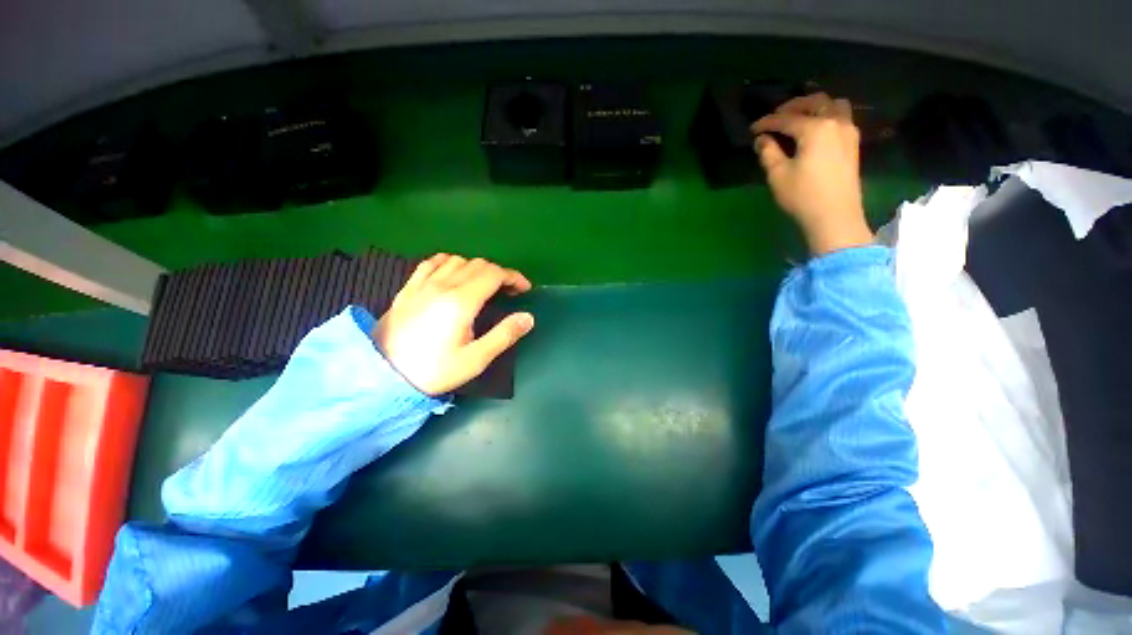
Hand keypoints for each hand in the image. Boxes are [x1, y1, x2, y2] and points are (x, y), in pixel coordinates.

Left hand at [373, 254, 533, 395]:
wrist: (383, 375)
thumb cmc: (434, 370)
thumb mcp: (475, 359)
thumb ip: (504, 335)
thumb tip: (528, 317)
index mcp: (462, 301)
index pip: (494, 274)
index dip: (514, 277)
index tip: (525, 288)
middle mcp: (443, 285)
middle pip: (478, 264)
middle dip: (500, 273)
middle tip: (509, 291)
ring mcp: (423, 283)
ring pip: (457, 260)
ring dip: (477, 268)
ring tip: (484, 285)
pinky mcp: (409, 288)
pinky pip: (432, 262)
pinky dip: (450, 263)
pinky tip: (452, 274)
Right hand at [751, 93, 873, 255]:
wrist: (834, 216)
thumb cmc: (803, 195)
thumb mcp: (778, 175)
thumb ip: (768, 152)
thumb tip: (761, 140)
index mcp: (816, 128)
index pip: (787, 119)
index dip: (767, 122)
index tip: (752, 129)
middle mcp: (835, 123)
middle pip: (816, 102)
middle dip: (794, 106)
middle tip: (776, 116)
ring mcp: (848, 132)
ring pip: (834, 105)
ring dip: (816, 107)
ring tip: (800, 118)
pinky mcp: (853, 145)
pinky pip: (841, 118)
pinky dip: (827, 116)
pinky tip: (815, 130)